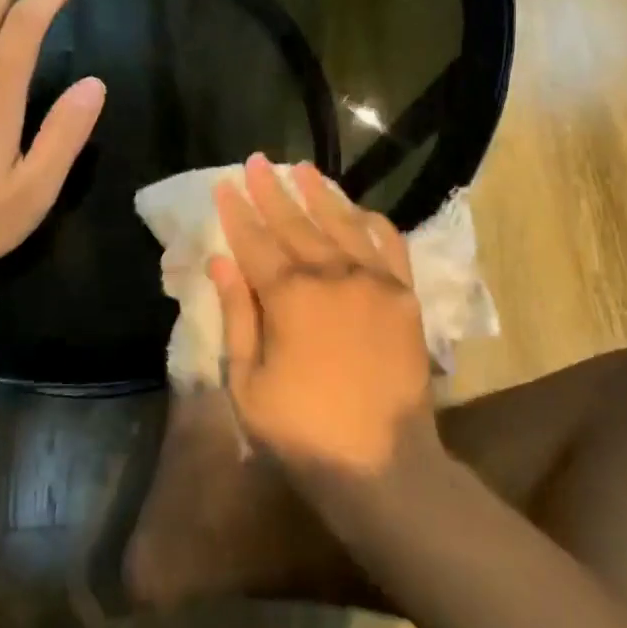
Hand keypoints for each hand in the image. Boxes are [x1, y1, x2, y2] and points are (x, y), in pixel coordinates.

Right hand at [211, 155, 439, 482]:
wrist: (383, 466)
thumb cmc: (303, 431)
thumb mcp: (248, 383)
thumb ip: (237, 316)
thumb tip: (222, 262)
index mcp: (289, 296)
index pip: (255, 242)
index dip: (236, 212)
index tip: (224, 184)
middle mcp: (331, 275)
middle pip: (294, 223)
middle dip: (271, 191)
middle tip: (256, 161)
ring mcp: (373, 281)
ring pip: (341, 223)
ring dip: (319, 194)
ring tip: (302, 168)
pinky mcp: (404, 296)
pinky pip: (390, 246)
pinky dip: (374, 224)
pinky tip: (361, 210)